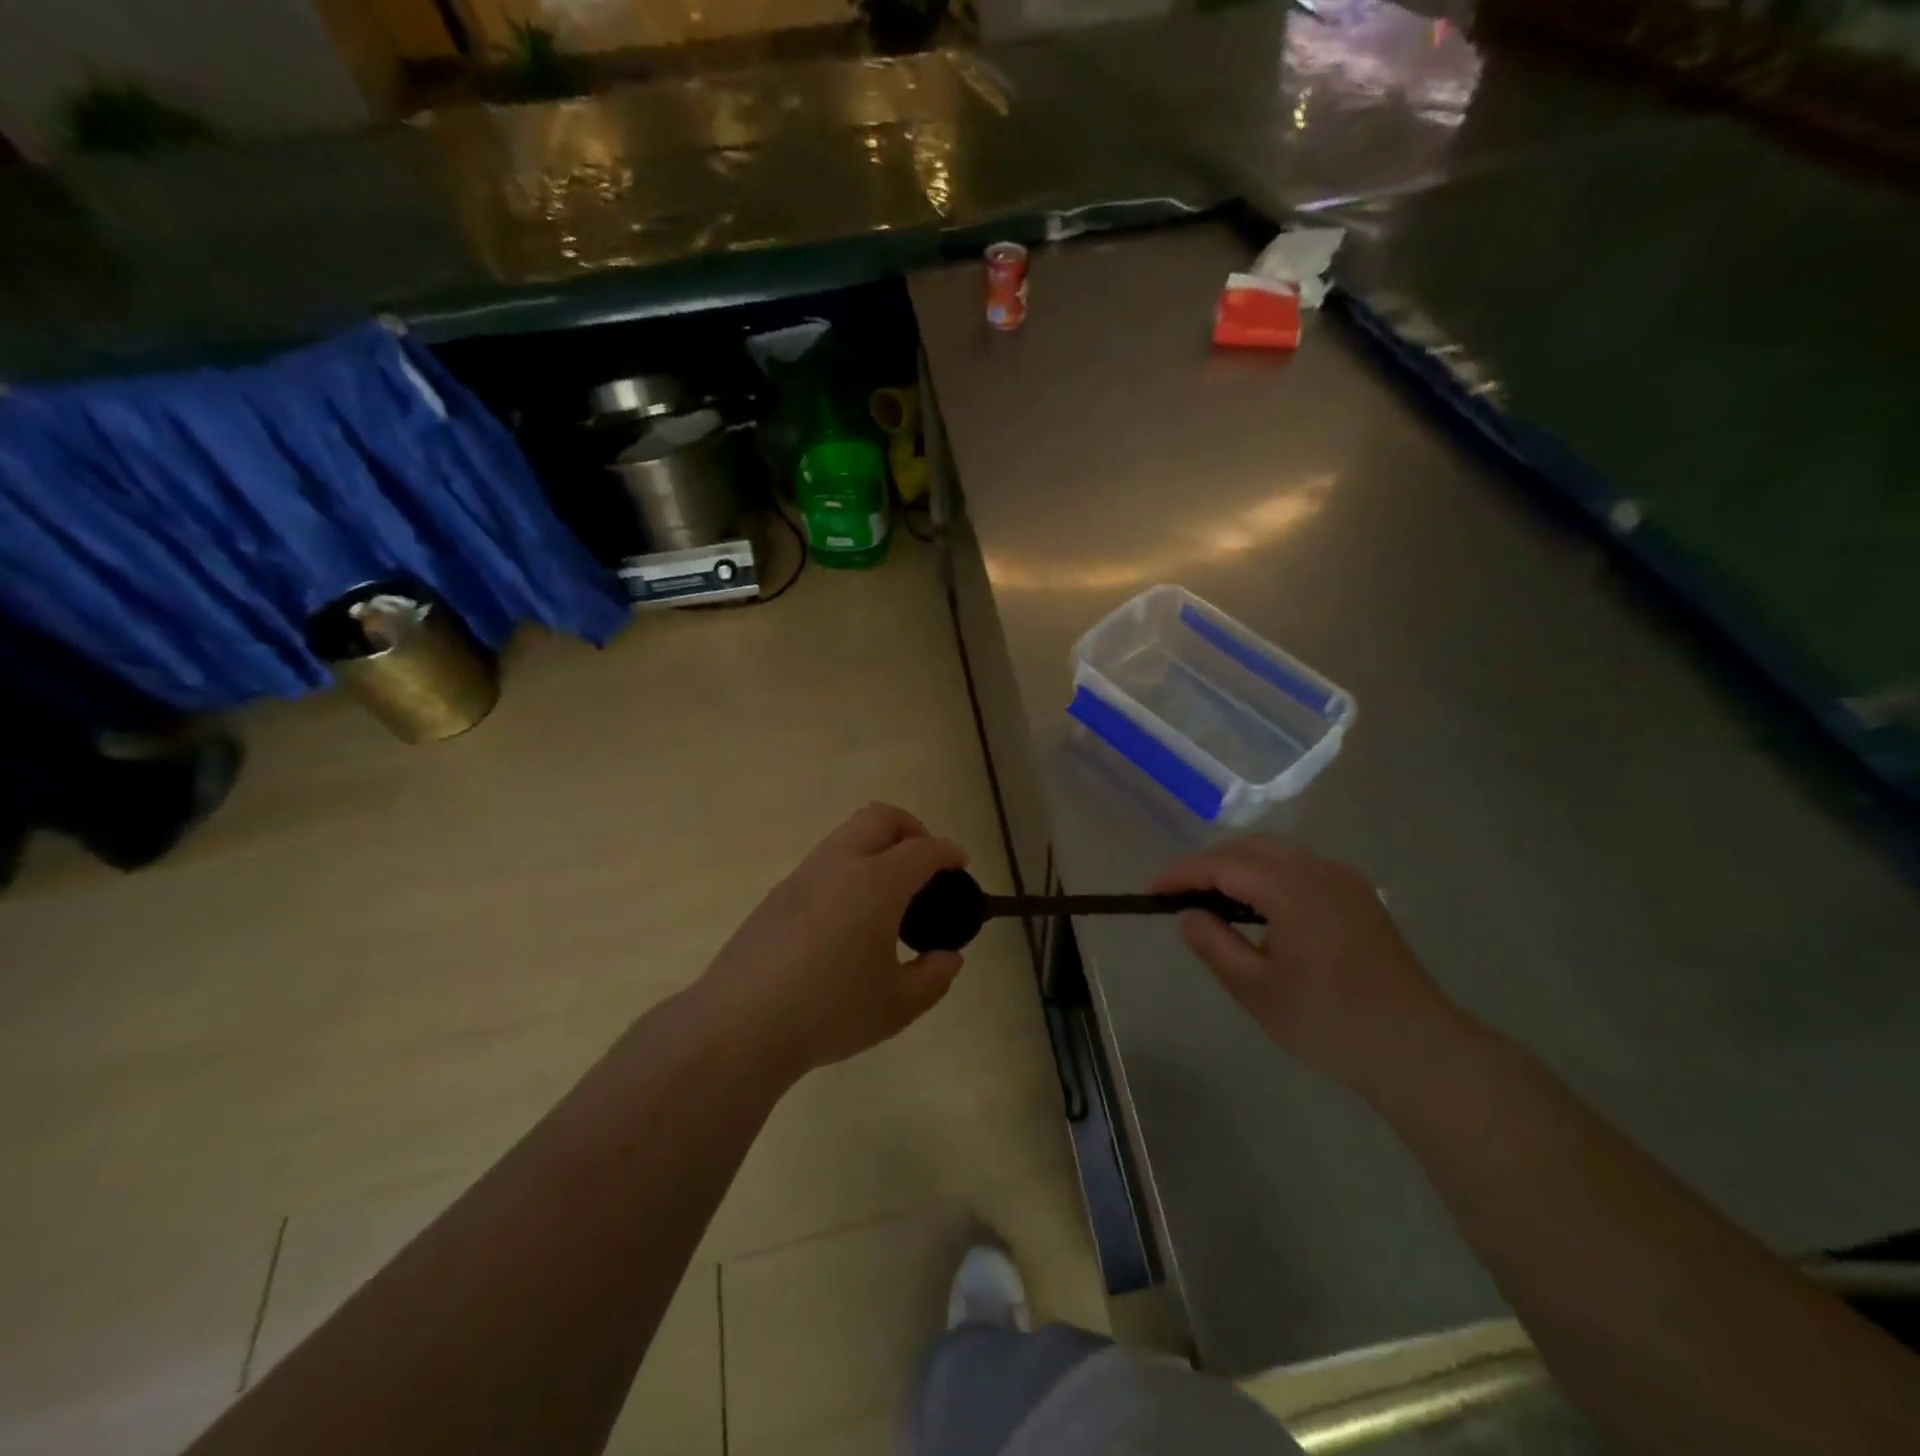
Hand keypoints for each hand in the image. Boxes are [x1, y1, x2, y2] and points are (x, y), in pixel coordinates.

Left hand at [698, 803, 968, 1078]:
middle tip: (924, 864)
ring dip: (875, 847)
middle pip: (880, 817)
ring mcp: (802, 876)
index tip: (960, 864)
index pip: (922, 849)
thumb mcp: (897, 1006)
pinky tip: (847, 917)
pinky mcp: (776, 895)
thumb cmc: (830, 1012)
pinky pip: (823, 862)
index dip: (948, 852)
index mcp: (876, 883)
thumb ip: (933, 977)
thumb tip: (947, 958)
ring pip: (846, 835)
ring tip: (887, 895)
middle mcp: (839, 865)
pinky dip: (848, 869)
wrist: (739, 1026)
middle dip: (911, 828)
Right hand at [1153, 837, 1464, 1098]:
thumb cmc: (1330, 1022)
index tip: (1151, 891)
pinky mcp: (1358, 896)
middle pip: (1249, 847)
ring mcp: (1343, 880)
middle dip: (1208, 863)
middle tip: (1178, 894)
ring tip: (1212, 897)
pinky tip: (1260, 906)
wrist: (1418, 1049)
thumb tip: (1188, 914)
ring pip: (1277, 853)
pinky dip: (1268, 873)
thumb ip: (1214, 945)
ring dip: (1238, 865)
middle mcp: (1318, 870)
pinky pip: (1301, 867)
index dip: (1182, 874)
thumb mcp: (1257, 990)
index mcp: (1291, 889)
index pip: (1222, 864)